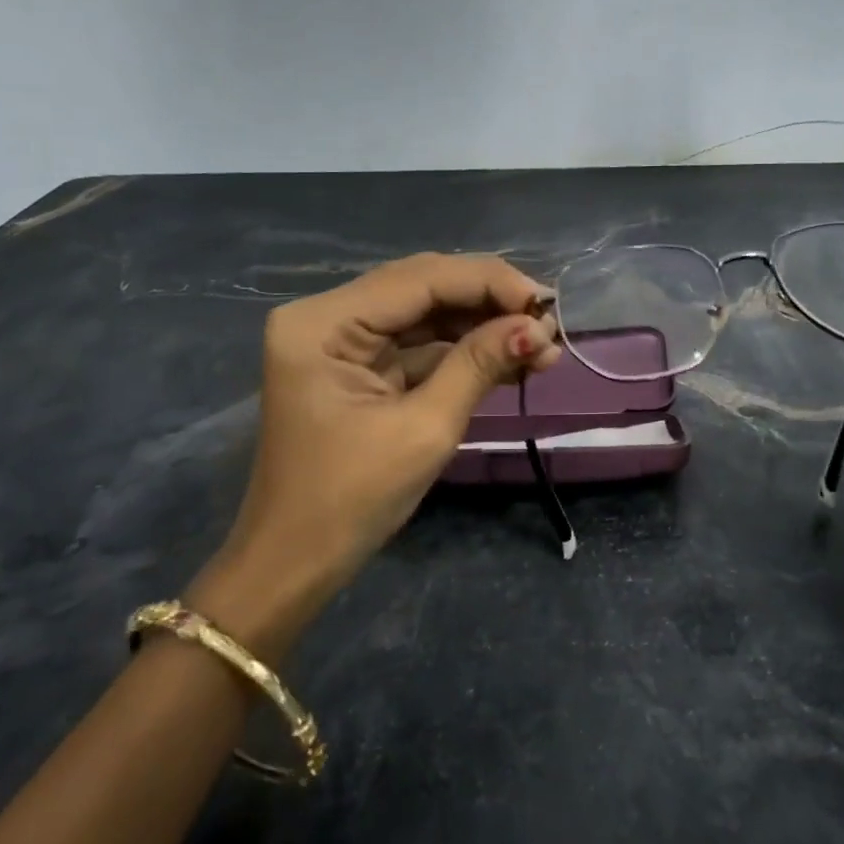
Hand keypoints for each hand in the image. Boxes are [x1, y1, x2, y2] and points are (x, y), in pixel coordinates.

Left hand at [189, 253, 560, 649]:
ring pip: (426, 313)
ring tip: (541, 345)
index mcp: (323, 323)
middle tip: (549, 322)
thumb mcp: (424, 428)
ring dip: (483, 327)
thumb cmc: (351, 501)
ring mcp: (341, 341)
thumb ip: (479, 365)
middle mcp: (326, 316)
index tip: (546, 303)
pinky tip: (510, 359)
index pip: (420, 278)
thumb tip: (538, 327)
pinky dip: (463, 351)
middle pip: (423, 287)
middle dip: (489, 303)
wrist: (295, 564)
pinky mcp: (357, 365)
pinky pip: (418, 344)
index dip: (488, 283)